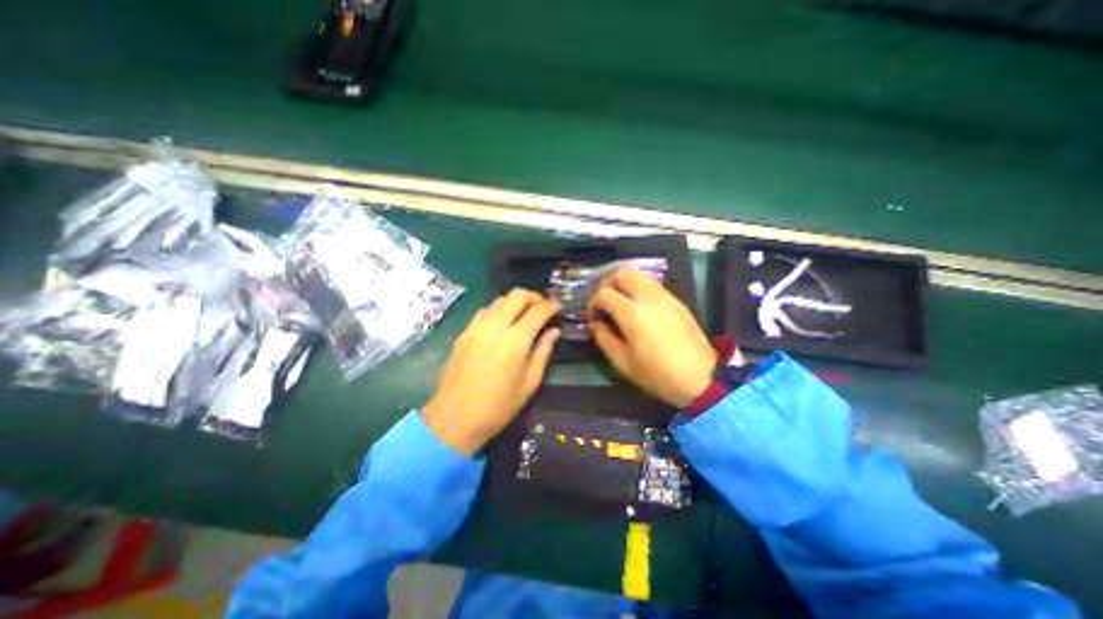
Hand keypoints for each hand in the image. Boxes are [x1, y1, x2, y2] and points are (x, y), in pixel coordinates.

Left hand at [423, 289, 560, 455]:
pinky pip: (485, 311)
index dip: (551, 306)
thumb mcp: (530, 381)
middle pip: (517, 295)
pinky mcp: (464, 332)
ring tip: (524, 314)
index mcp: (516, 339)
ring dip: (515, 302)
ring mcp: (476, 326)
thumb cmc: (499, 405)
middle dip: (533, 296)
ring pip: (499, 299)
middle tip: (542, 307)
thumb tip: (554, 330)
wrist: (455, 418)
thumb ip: (543, 351)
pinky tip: (503, 324)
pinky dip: (499, 310)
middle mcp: (495, 325)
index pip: (538, 310)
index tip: (558, 308)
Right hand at [586, 268, 715, 406]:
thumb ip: (604, 338)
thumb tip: (594, 323)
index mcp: (632, 314)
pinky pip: (652, 284)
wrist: (700, 378)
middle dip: (607, 283)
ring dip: (624, 282)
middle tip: (604, 301)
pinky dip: (639, 287)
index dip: (593, 303)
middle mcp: (648, 298)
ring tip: (619, 301)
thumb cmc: (657, 374)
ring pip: (639, 274)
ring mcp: (665, 296)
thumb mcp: (623, 362)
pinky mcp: (676, 300)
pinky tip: (638, 306)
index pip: (604, 293)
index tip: (592, 316)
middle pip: (622, 273)